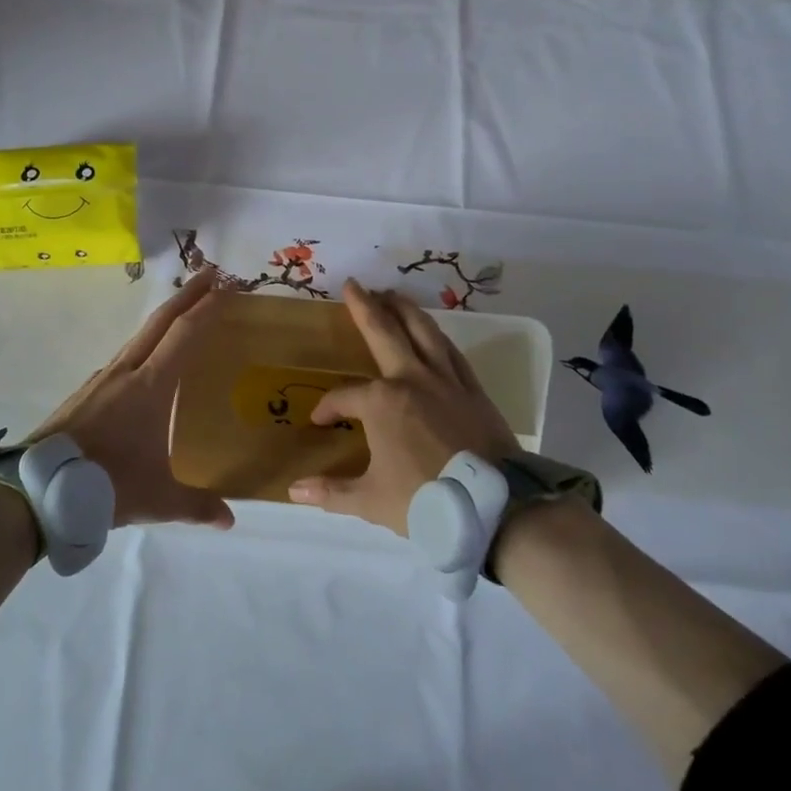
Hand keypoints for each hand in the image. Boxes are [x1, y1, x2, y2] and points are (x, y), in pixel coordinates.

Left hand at [25, 268, 233, 530]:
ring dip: (164, 318)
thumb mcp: (158, 499)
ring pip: (139, 336)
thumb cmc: (105, 484)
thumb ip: (197, 507)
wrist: (36, 489)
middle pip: (160, 321)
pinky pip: (124, 355)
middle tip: (211, 274)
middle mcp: (127, 371)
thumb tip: (230, 520)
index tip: (227, 286)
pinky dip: (144, 343)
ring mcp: (102, 378)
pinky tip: (145, 362)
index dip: (208, 308)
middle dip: (188, 295)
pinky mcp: (86, 392)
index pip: (184, 334)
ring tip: (182, 312)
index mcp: (150, 386)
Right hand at [288, 279, 516, 535]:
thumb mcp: (371, 501)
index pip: (344, 397)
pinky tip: (431, 331)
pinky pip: (451, 351)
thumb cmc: (426, 500)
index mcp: (381, 403)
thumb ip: (332, 491)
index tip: (320, 422)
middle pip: (383, 333)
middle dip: (365, 307)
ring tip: (391, 293)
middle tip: (354, 285)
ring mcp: (445, 380)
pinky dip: (437, 335)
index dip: (328, 409)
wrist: (496, 505)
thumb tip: (294, 490)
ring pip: (422, 331)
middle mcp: (411, 379)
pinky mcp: (472, 388)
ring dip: (404, 309)